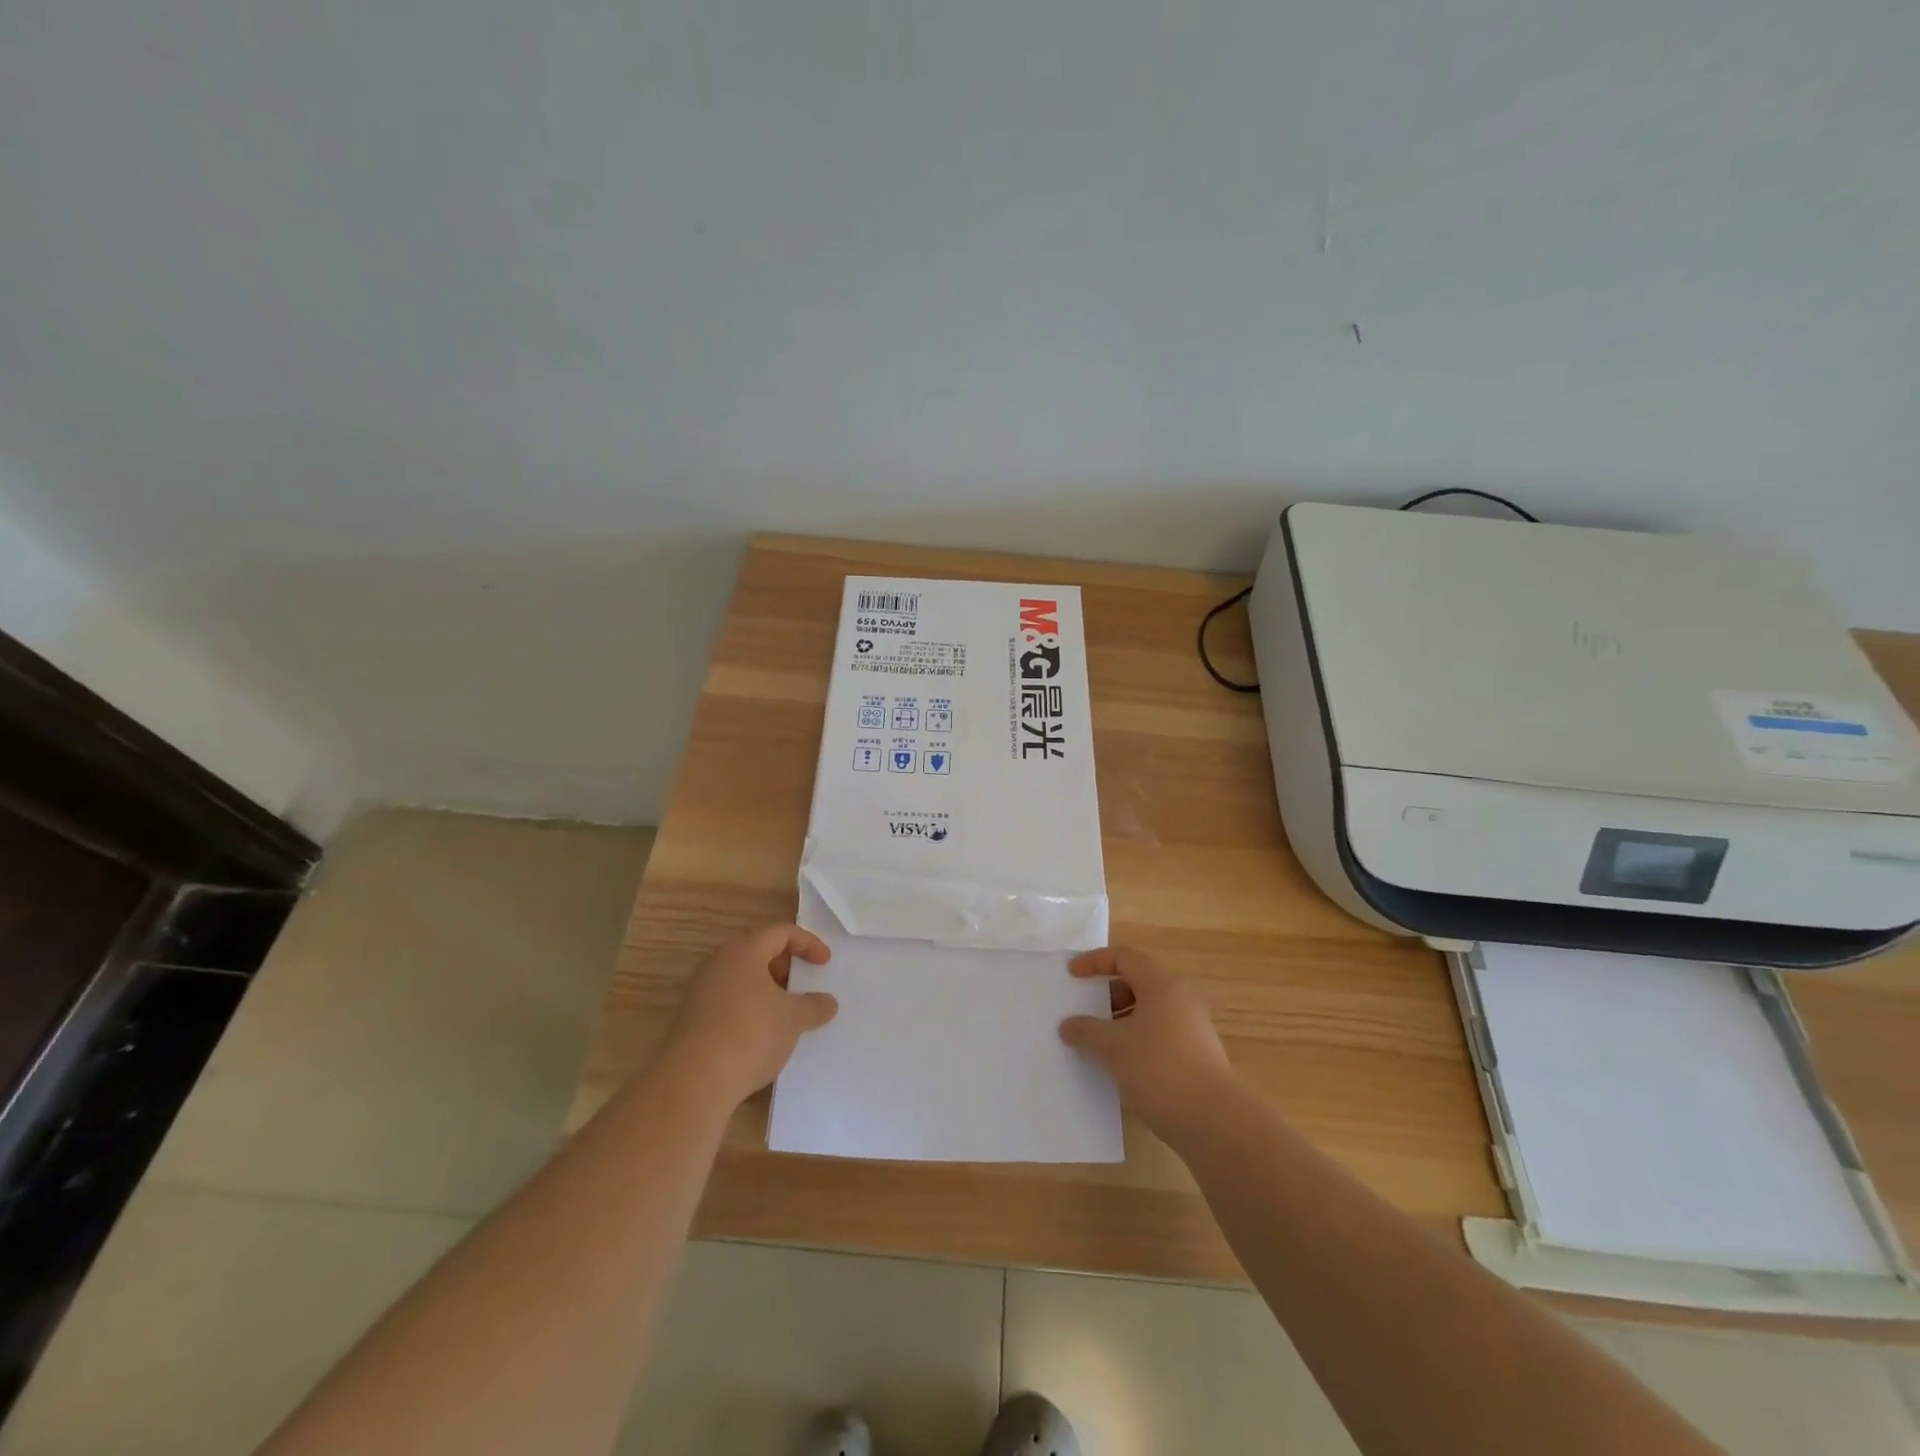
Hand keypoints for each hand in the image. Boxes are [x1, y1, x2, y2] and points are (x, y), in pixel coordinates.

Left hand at [664, 925, 837, 1106]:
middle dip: (786, 967)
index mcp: (744, 951)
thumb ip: (814, 1005)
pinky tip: (762, 1035)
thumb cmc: (750, 1034)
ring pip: (742, 979)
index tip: (825, 964)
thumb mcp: (793, 1019)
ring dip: (767, 990)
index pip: (781, 933)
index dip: (808, 943)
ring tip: (786, 1014)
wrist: (694, 1081)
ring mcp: (701, 991)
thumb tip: (828, 1002)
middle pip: (758, 952)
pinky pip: (728, 1002)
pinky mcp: (692, 1019)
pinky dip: (750, 1009)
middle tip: (804, 986)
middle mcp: (718, 963)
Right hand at [1059, 947, 1233, 1138]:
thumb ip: (1086, 1031)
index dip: (1095, 962)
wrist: (1215, 1122)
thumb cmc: (1160, 1070)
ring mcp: (1193, 1028)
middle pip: (1139, 982)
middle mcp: (1181, 999)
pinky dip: (1137, 1040)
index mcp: (1162, 985)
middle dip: (1108, 994)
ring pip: (1150, 1011)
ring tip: (1099, 1044)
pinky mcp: (1198, 1055)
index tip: (1072, 975)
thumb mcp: (1113, 1048)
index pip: (1125, 957)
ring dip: (1121, 1021)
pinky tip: (1123, 1066)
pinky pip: (1160, 1034)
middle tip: (1085, 1013)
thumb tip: (1068, 1026)